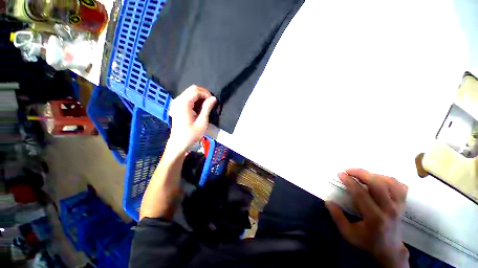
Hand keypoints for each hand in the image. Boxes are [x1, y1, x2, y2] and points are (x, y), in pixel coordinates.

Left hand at [168, 85, 216, 151]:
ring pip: (190, 92)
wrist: (179, 143)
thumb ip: (207, 108)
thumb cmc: (191, 134)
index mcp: (184, 104)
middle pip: (192, 89)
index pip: (196, 91)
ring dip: (199, 96)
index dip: (206, 94)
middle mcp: (178, 100)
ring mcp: (176, 103)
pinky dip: (195, 99)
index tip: (213, 102)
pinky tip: (198, 108)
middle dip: (203, 93)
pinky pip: (187, 97)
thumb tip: (214, 98)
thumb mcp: (202, 122)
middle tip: (210, 103)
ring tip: (206, 106)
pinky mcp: (177, 106)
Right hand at [326, 169, 409, 267]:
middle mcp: (389, 210)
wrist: (390, 250)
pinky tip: (378, 179)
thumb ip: (337, 217)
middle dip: (361, 173)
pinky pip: (399, 186)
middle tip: (348, 170)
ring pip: (389, 182)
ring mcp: (399, 206)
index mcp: (374, 218)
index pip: (362, 194)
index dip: (350, 182)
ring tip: (361, 174)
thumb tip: (328, 200)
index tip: (340, 174)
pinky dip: (388, 179)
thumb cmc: (367, 241)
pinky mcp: (403, 204)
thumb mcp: (348, 233)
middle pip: (378, 184)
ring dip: (373, 175)